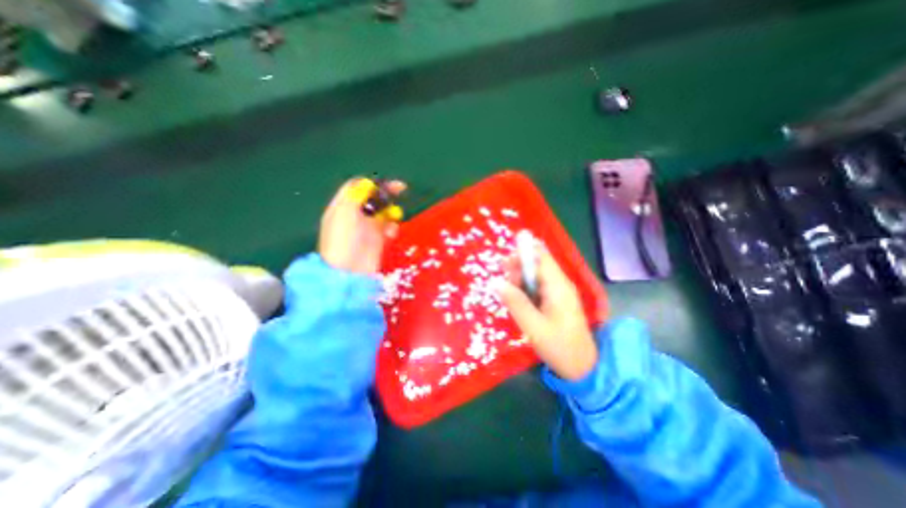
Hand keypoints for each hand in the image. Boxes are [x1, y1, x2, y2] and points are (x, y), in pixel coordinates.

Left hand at [316, 177, 404, 275]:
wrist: (349, 272)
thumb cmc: (343, 241)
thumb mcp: (344, 212)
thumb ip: (355, 194)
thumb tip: (367, 182)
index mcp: (343, 207)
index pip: (357, 188)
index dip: (371, 183)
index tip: (385, 183)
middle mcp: (355, 216)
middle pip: (372, 198)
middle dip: (386, 193)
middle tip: (401, 189)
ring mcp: (367, 228)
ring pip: (383, 212)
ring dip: (391, 211)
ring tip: (394, 216)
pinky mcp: (378, 240)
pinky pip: (388, 227)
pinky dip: (392, 226)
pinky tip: (392, 232)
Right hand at [493, 244, 599, 378]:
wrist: (582, 368)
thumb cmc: (559, 346)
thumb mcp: (533, 326)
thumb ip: (515, 302)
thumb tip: (495, 282)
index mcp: (557, 286)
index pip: (541, 257)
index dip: (524, 249)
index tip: (506, 252)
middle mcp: (559, 284)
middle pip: (536, 264)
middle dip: (517, 267)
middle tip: (503, 281)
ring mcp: (558, 292)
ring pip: (535, 276)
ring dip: (519, 280)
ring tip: (508, 294)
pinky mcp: (555, 300)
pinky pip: (537, 287)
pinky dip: (525, 289)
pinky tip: (517, 300)